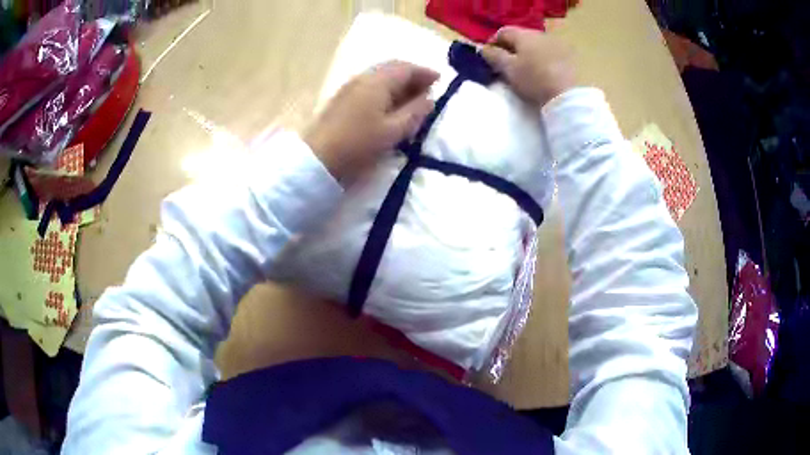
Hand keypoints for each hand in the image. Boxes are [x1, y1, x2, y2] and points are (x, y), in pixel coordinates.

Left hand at [304, 61, 438, 183]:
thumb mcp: (393, 131)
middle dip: (412, 76)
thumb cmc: (359, 144)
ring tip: (412, 98)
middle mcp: (363, 78)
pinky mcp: (343, 98)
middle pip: (392, 68)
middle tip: (427, 89)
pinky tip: (390, 104)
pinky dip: (385, 89)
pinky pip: (370, 85)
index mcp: (378, 82)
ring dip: (398, 83)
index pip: (406, 68)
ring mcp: (350, 87)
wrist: (318, 159)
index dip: (425, 72)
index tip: (440, 81)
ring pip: (380, 76)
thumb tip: (429, 99)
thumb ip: (415, 112)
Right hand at [481, 27, 575, 106]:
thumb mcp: (508, 69)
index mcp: (524, 35)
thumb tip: (484, 49)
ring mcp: (556, 45)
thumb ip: (494, 56)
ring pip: (535, 45)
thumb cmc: (534, 80)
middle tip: (505, 64)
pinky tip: (540, 72)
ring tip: (524, 69)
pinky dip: (540, 59)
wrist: (567, 96)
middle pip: (520, 37)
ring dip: (527, 54)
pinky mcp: (567, 57)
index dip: (493, 43)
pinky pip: (548, 53)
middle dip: (511, 48)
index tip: (489, 58)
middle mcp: (540, 34)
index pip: (502, 32)